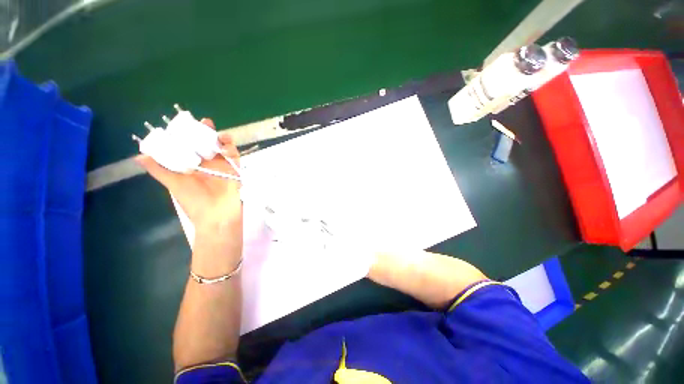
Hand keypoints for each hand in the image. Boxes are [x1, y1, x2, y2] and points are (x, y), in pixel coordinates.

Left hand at [136, 118, 242, 243]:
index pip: (191, 146)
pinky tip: (226, 146)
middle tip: (206, 122)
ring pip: (224, 148)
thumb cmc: (194, 201)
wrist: (216, 215)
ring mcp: (223, 167)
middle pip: (209, 144)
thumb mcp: (174, 184)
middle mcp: (208, 164)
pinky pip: (235, 157)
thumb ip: (159, 170)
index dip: (189, 135)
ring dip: (222, 140)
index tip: (186, 123)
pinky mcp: (235, 170)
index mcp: (194, 166)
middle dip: (208, 133)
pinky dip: (232, 150)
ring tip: (219, 134)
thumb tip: (139, 156)